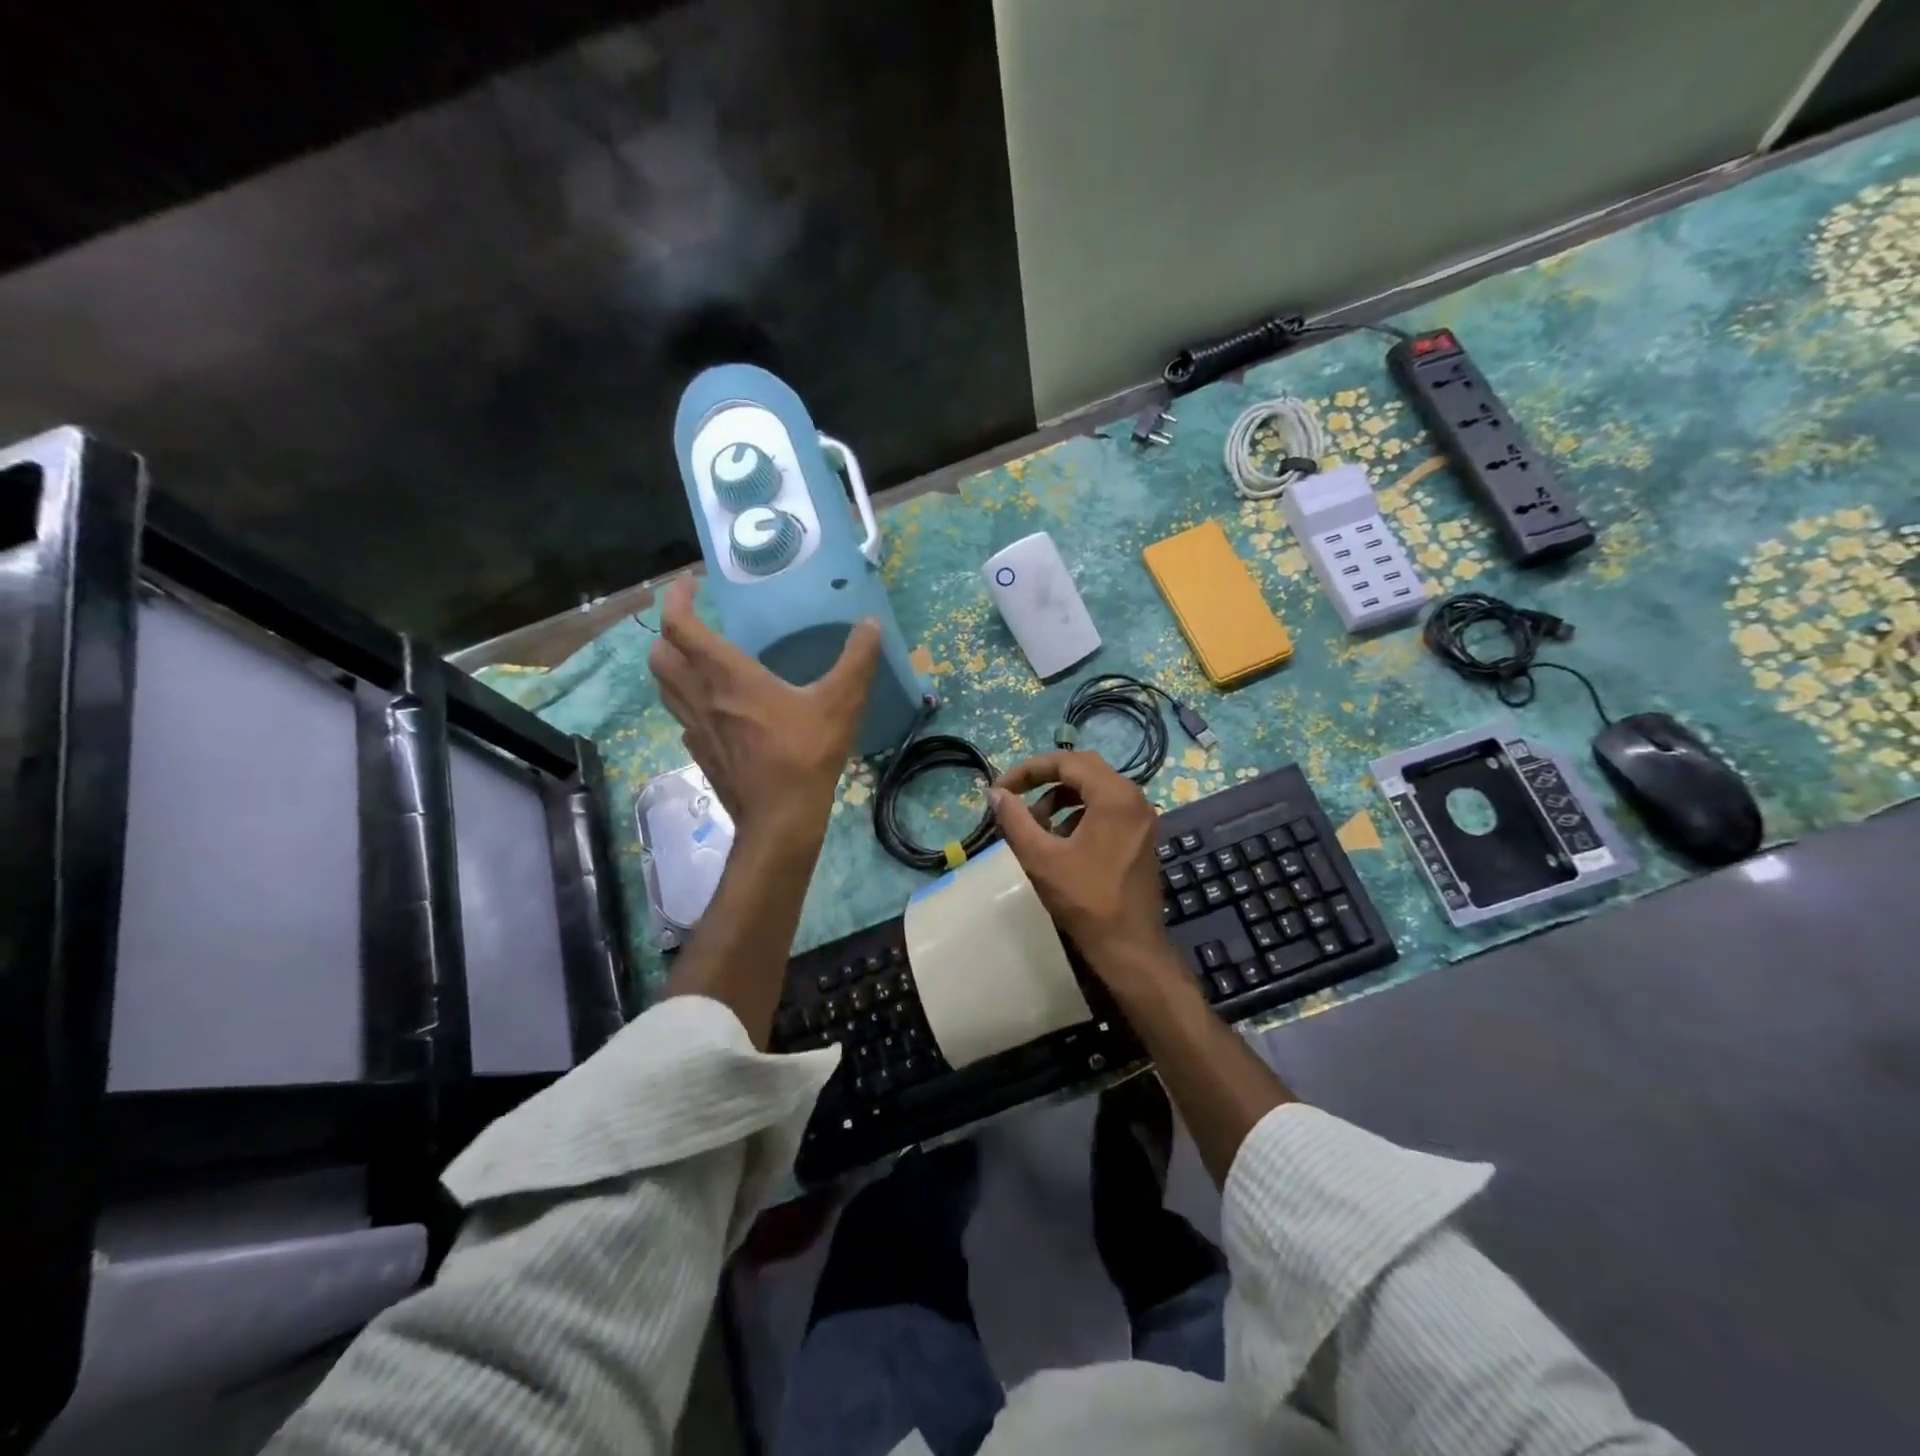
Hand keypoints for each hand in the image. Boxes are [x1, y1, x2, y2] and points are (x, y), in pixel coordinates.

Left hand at [649, 577, 880, 842]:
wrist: (780, 818)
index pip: (679, 626)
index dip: (677, 598)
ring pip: (664, 687)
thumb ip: (857, 660)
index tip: (691, 583)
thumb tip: (871, 623)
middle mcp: (701, 696)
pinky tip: (715, 707)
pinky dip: (687, 701)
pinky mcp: (700, 753)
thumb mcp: (840, 702)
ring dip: (671, 665)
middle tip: (693, 623)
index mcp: (727, 675)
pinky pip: (681, 717)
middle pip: (659, 654)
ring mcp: (696, 728)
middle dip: (668, 632)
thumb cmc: (805, 754)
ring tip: (698, 659)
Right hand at [988, 750, 1175, 987]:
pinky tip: (1059, 841)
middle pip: (1083, 769)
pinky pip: (1106, 809)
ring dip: (1060, 798)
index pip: (1067, 761)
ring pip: (1094, 789)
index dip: (1029, 770)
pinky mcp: (1140, 836)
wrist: (1129, 947)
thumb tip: (996, 793)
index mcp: (1114, 796)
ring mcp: (1141, 818)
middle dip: (1044, 778)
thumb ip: (1015, 819)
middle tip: (1015, 796)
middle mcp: (1134, 798)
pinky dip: (1078, 814)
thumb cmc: (1085, 900)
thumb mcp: (1040, 857)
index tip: (1001, 789)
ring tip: (1034, 825)